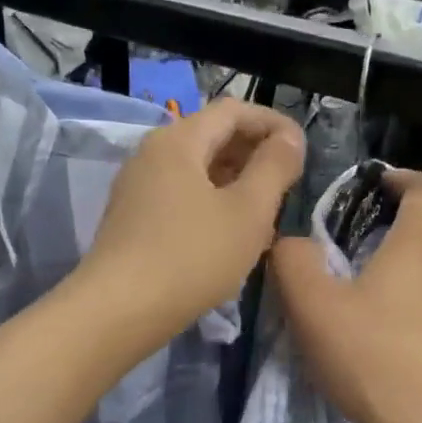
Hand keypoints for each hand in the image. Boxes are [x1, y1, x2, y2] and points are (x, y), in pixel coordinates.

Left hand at [80, 98, 304, 344]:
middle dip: (254, 153)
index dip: (272, 123)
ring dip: (235, 182)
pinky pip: (181, 196)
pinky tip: (231, 235)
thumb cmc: (193, 256)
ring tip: (266, 212)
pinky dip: (212, 203)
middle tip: (288, 183)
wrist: (119, 311)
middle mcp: (152, 154)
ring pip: (197, 170)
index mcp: (178, 140)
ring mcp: (138, 188)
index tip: (302, 150)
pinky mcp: (133, 219)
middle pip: (211, 136)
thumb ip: (274, 168)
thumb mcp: (248, 212)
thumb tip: (288, 139)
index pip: (233, 110)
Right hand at [271, 170, 421, 422]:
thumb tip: (291, 242)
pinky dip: (420, 316)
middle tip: (352, 257)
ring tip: (368, 307)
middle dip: (392, 235)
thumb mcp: (313, 307)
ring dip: (405, 279)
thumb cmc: (371, 357)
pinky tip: (394, 349)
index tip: (375, 186)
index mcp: (419, 244)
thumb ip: (294, 261)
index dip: (400, 179)